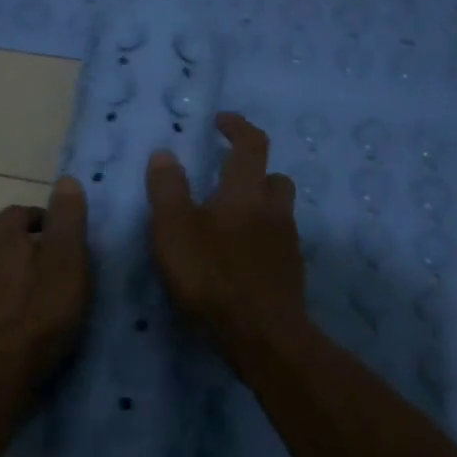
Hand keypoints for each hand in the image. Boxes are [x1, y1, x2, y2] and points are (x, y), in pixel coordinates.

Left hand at [0, 176, 90, 388]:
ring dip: (8, 270)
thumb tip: (65, 180)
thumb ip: (68, 220)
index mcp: (2, 232)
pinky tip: (10, 315)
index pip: (23, 211)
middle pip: (2, 235)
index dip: (46, 222)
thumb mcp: (68, 263)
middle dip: (25, 244)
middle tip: (53, 267)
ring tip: (32, 293)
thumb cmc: (39, 315)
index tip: (65, 242)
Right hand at [145, 112, 306, 358]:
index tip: (221, 122)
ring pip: (278, 211)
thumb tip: (165, 153)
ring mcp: (287, 242)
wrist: (262, 335)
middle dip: (253, 171)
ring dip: (259, 206)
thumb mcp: (173, 230)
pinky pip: (277, 242)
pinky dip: (261, 239)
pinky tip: (239, 259)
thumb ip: (167, 190)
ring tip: (229, 223)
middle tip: (226, 180)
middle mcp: (273, 210)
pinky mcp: (291, 272)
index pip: (251, 144)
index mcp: (244, 192)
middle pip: (273, 177)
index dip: (237, 127)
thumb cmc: (211, 276)